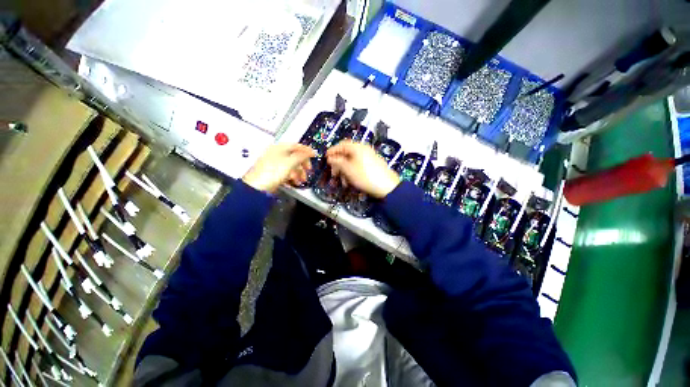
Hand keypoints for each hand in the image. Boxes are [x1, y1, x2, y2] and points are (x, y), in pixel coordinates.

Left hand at [243, 143, 315, 192]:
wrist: (257, 187)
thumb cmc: (272, 173)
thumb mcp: (290, 163)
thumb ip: (301, 156)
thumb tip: (311, 151)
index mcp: (279, 148)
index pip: (296, 146)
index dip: (306, 150)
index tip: (314, 155)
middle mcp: (276, 154)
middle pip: (294, 157)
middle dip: (303, 164)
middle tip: (308, 170)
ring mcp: (274, 164)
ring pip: (291, 166)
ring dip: (298, 173)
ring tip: (301, 180)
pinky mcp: (273, 173)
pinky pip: (286, 173)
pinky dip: (292, 177)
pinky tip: (294, 182)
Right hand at [326, 140, 399, 198]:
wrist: (386, 187)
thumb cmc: (366, 176)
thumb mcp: (348, 169)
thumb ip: (337, 162)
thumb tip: (331, 158)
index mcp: (358, 147)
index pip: (342, 145)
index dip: (333, 151)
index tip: (326, 158)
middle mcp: (364, 150)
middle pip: (347, 154)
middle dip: (338, 164)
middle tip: (333, 173)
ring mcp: (369, 157)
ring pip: (352, 162)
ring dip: (345, 171)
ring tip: (343, 181)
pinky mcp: (372, 165)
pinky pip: (359, 166)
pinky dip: (352, 173)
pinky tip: (350, 182)